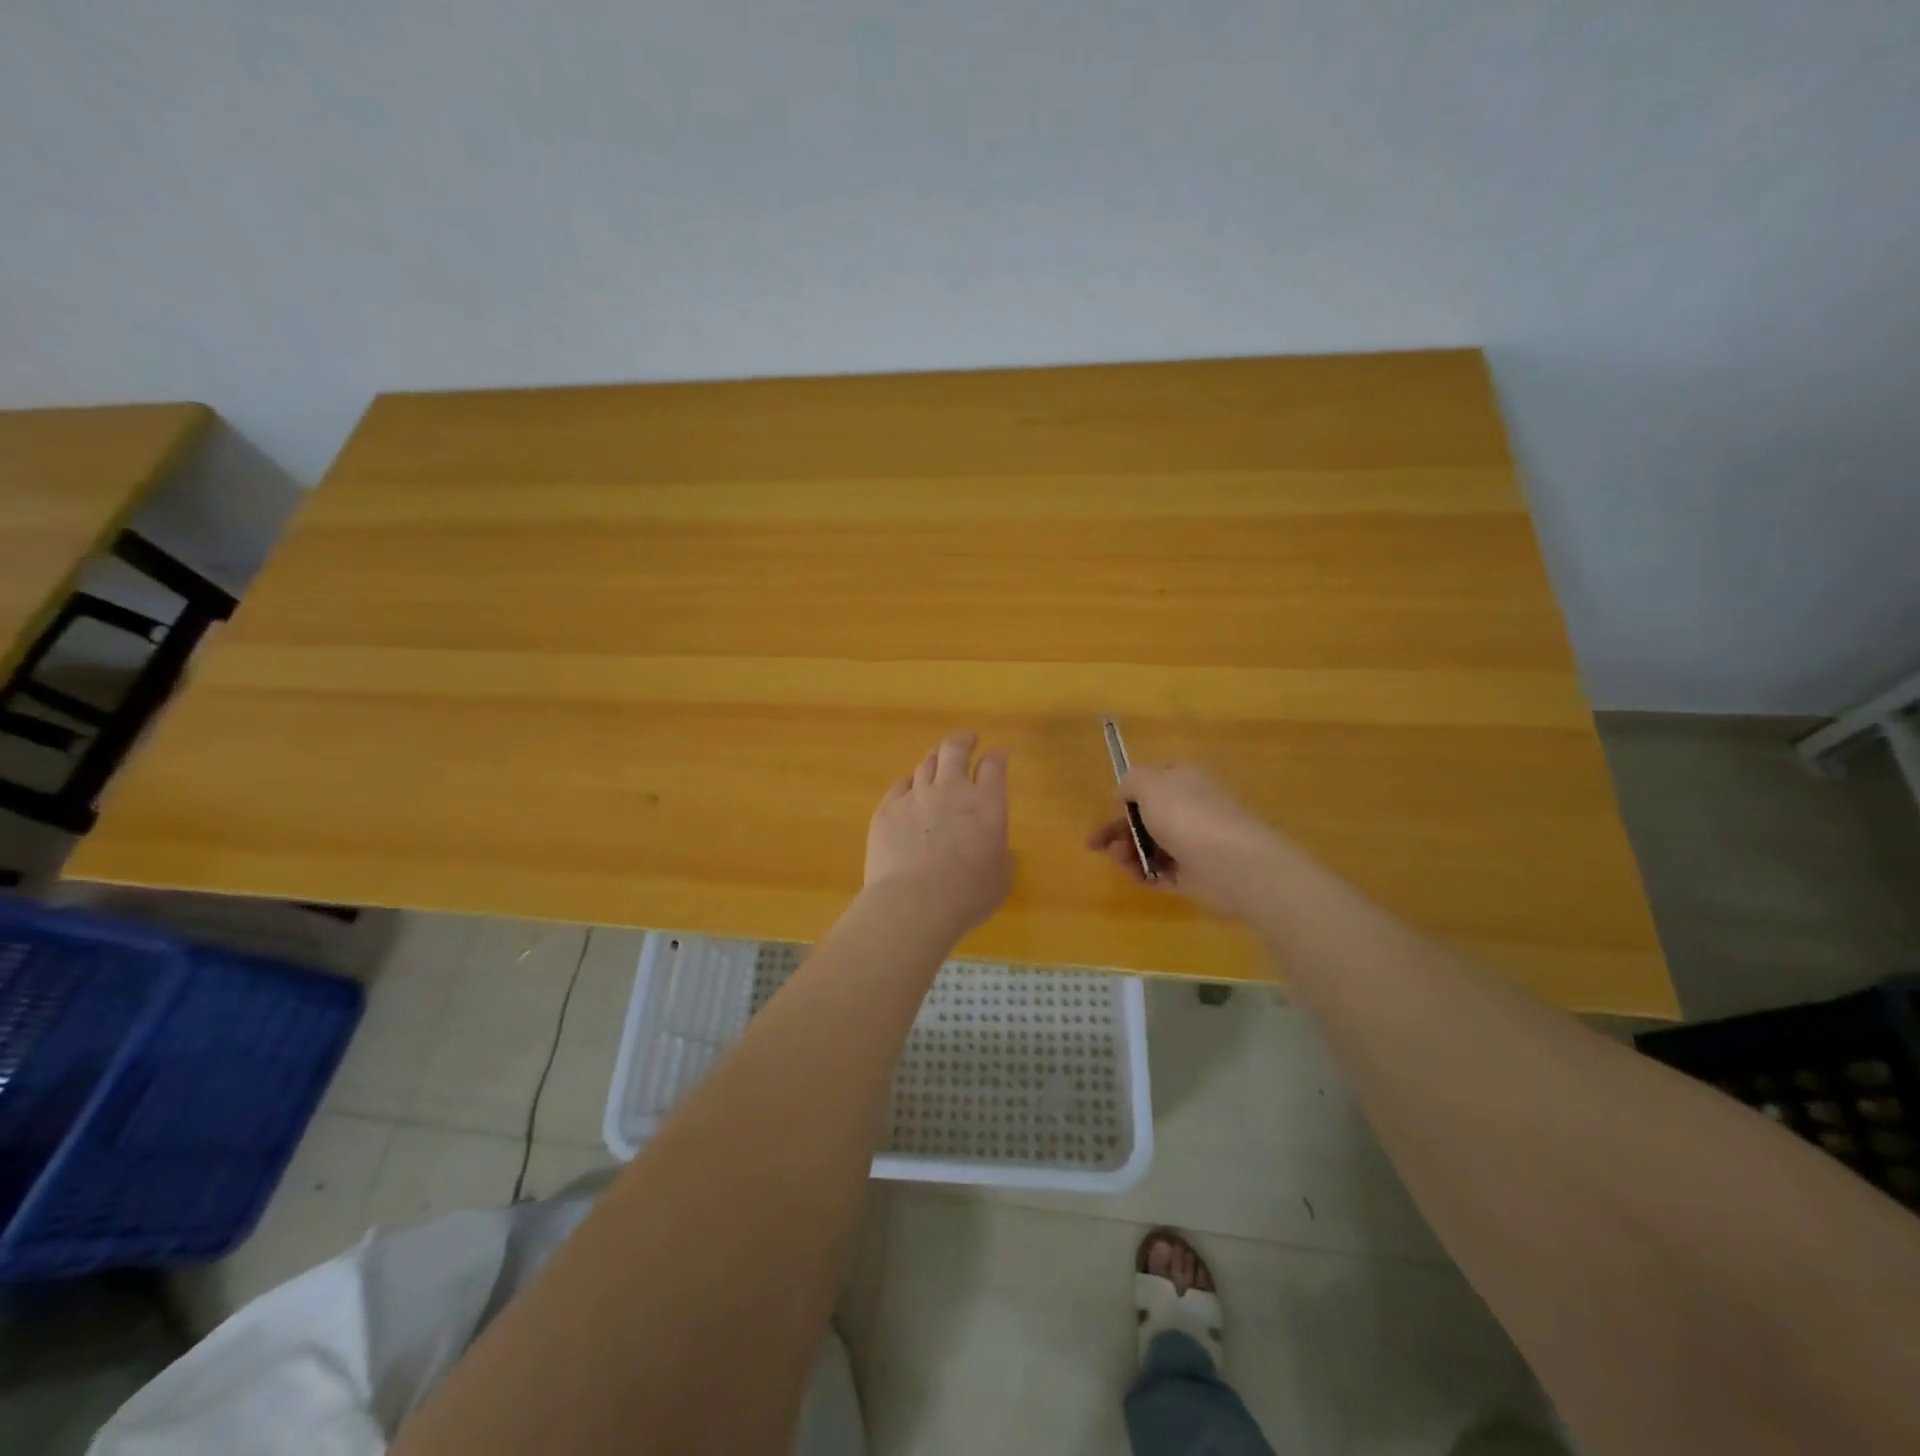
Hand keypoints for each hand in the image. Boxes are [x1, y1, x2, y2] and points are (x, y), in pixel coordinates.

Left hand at [865, 732, 1012, 935]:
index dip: (997, 756)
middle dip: (963, 741)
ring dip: (935, 758)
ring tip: (937, 759)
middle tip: (966, 740)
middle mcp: (952, 791)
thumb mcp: (1000, 880)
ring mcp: (916, 796)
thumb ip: (1001, 859)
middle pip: (955, 750)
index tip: (999, 754)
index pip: (994, 766)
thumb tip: (998, 851)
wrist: (914, 903)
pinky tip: (909, 787)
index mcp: (987, 805)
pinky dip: (908, 782)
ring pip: (926, 763)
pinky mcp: (887, 810)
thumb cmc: (967, 895)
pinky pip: (899, 785)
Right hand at [1086, 763, 1280, 917]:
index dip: (1127, 795)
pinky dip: (1145, 874)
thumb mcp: (1149, 784)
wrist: (1232, 864)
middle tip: (1096, 844)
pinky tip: (1137, 876)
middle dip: (1119, 830)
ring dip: (1128, 853)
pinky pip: (1162, 872)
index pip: (1151, 782)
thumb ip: (1130, 782)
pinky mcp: (1195, 874)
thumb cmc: (1187, 816)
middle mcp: (1190, 808)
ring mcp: (1194, 842)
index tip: (1109, 809)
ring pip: (1151, 846)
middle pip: (1146, 818)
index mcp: (1183, 780)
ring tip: (1122, 860)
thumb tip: (1124, 795)